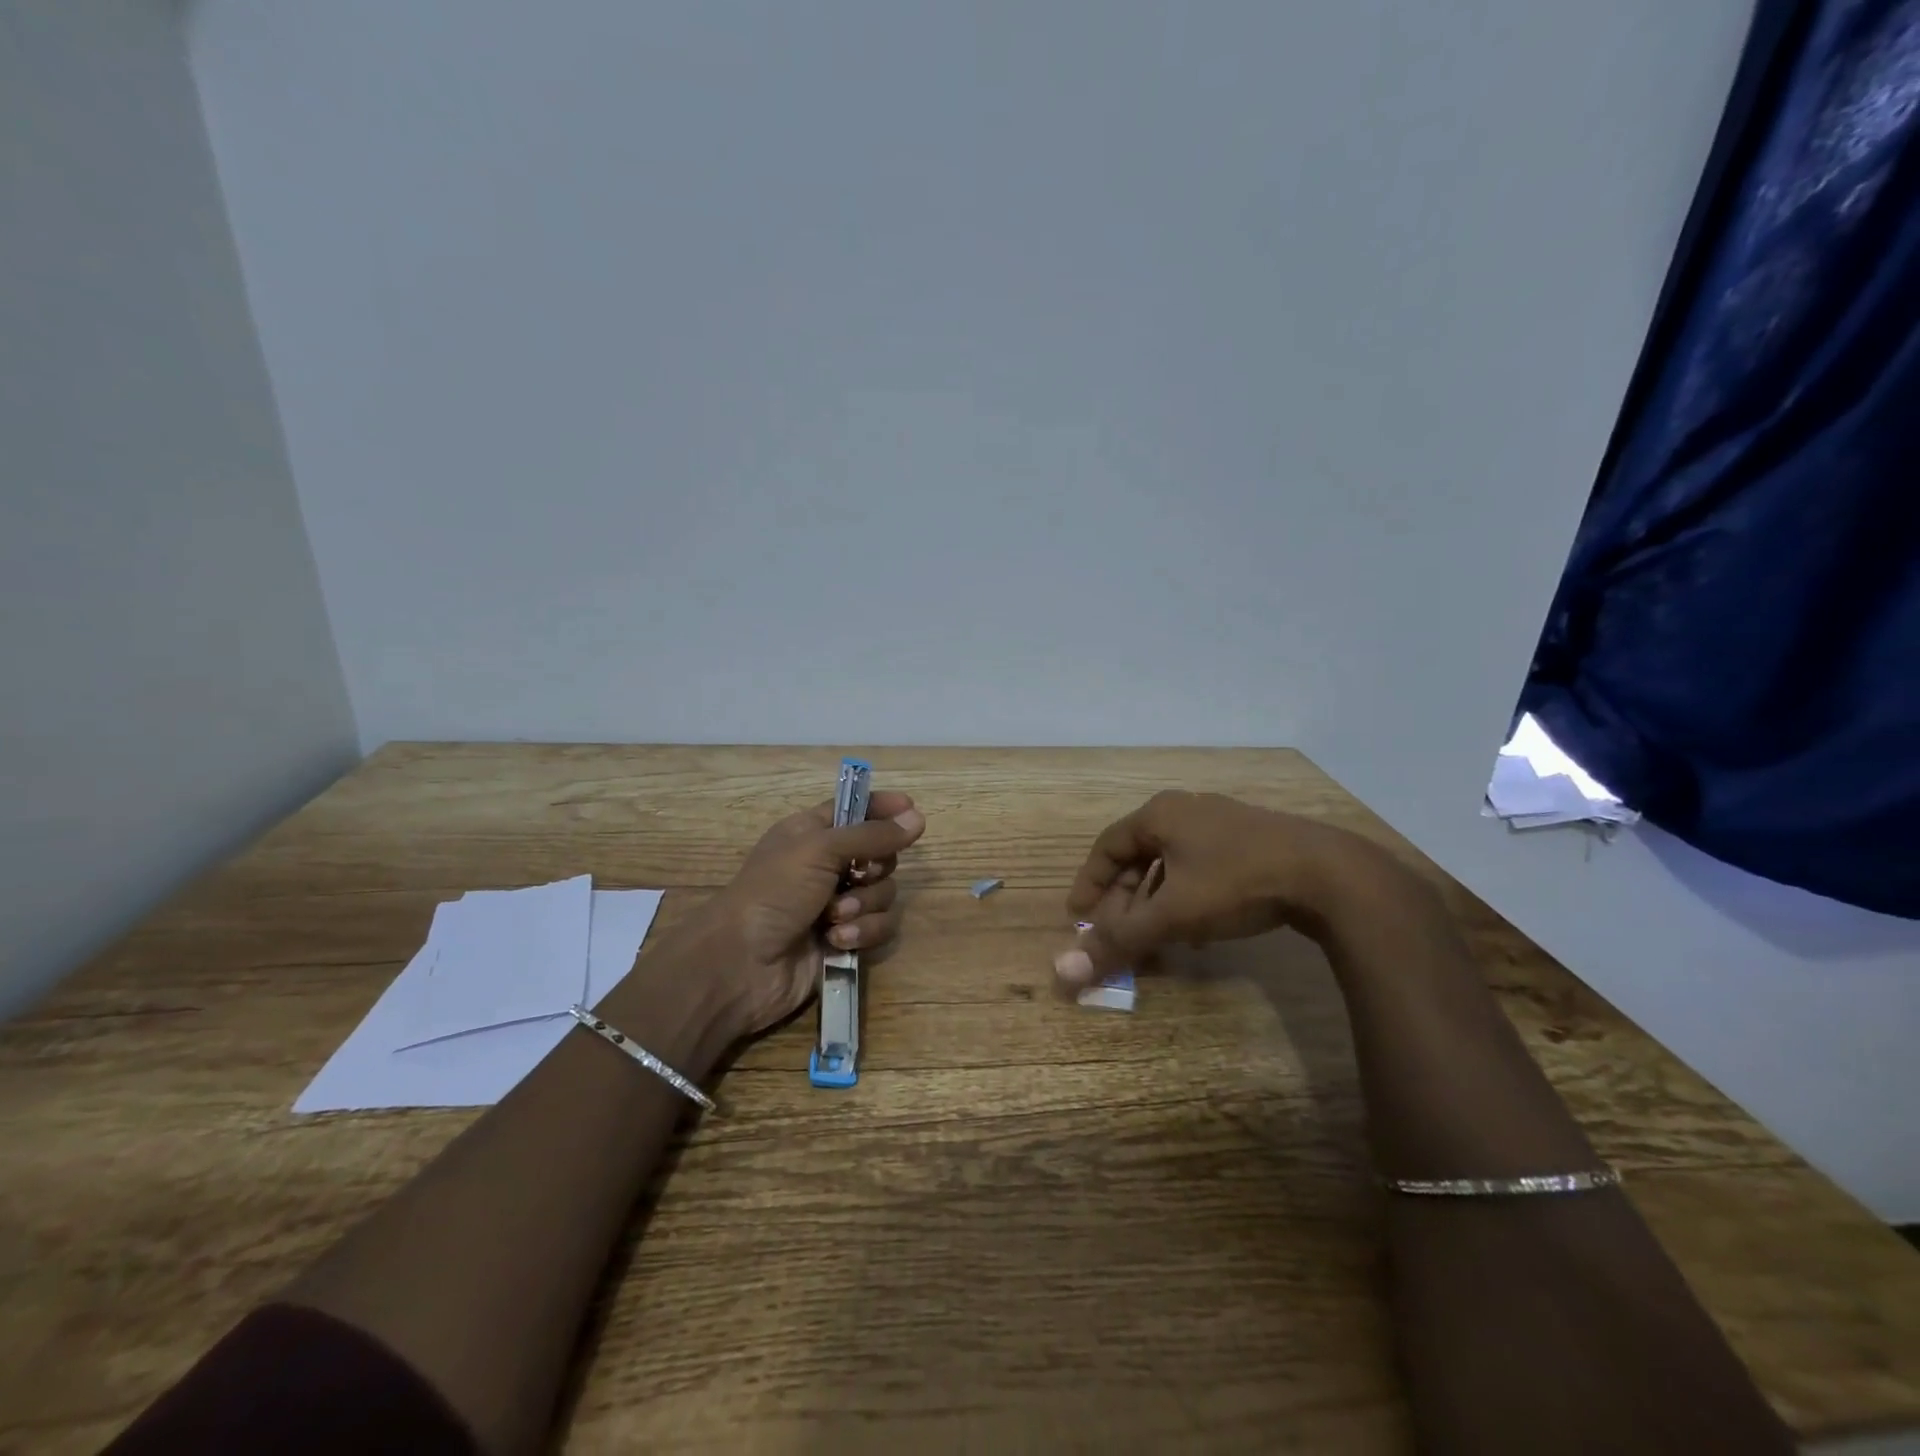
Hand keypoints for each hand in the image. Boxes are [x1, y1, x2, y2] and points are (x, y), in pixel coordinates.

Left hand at [689, 791, 925, 1039]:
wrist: (742, 964)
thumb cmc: (774, 892)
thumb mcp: (820, 850)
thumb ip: (872, 834)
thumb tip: (918, 817)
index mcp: (813, 834)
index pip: (856, 810)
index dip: (882, 808)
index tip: (911, 810)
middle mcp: (827, 866)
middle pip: (880, 855)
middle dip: (875, 869)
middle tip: (855, 876)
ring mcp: (837, 905)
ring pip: (885, 894)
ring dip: (864, 906)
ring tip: (834, 919)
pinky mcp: (846, 939)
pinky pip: (880, 927)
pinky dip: (863, 933)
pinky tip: (837, 941)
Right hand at [1054, 790, 1380, 990]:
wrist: (1329, 874)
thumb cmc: (1236, 882)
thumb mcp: (1172, 914)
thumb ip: (1119, 940)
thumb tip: (1065, 972)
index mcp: (1159, 815)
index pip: (1106, 846)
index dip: (1089, 883)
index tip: (1077, 916)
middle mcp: (1186, 810)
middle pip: (1138, 856)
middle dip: (1124, 899)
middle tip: (1117, 934)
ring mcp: (1222, 822)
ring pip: (1171, 864)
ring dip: (1154, 902)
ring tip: (1153, 938)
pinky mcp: (1251, 840)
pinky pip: (1200, 868)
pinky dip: (1186, 897)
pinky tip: (1196, 931)